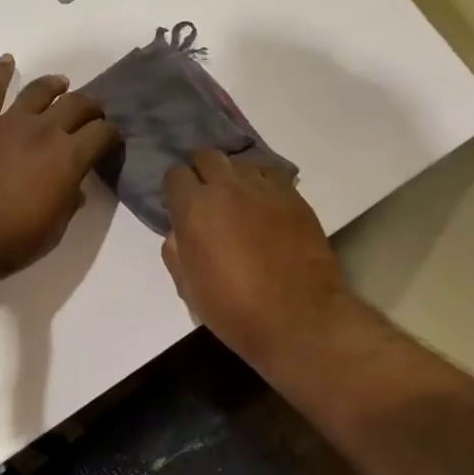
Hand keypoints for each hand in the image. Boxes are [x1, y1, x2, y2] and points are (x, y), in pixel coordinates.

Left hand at [0, 56, 119, 287]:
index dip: (111, 136)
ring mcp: (8, 122)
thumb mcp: (55, 229)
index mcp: (69, 158)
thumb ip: (69, 202)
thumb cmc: (10, 241)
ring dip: (55, 85)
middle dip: (91, 107)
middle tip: (92, 114)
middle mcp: (44, 130)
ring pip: (39, 91)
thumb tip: (75, 189)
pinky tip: (8, 61)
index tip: (109, 142)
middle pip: (77, 104)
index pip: (102, 133)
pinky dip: (0, 73)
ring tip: (61, 84)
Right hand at [162, 149, 354, 364]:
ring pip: (241, 164)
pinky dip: (263, 185)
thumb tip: (179, 232)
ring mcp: (264, 188)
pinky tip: (266, 208)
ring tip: (239, 202)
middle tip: (207, 199)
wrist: (298, 318)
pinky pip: (271, 176)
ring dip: (234, 178)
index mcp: (194, 208)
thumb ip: (176, 251)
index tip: (180, 208)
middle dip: (202, 173)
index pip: (175, 175)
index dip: (176, 191)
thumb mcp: (188, 287)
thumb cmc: (233, 309)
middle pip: (207, 157)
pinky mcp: (294, 196)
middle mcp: (227, 187)